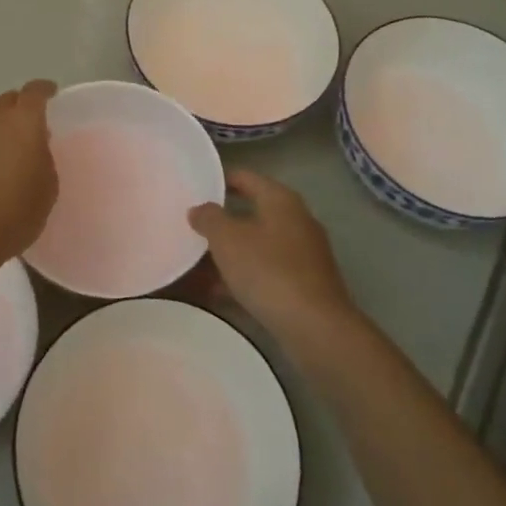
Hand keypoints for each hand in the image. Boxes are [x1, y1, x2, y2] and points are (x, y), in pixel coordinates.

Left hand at [0, 80, 58, 267]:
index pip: (35, 92)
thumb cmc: (16, 211)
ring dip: (1, 126)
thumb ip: (44, 158)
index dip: (45, 90)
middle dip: (21, 105)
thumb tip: (35, 149)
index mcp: (23, 121)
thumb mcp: (48, 187)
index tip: (52, 93)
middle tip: (34, 123)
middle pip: (8, 100)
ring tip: (13, 146)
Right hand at [189, 170, 352, 341]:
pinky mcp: (303, 284)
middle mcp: (296, 221)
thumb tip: (199, 209)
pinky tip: (215, 291)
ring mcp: (302, 255)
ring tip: (195, 261)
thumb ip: (209, 218)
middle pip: (251, 212)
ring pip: (256, 246)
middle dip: (221, 221)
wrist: (315, 327)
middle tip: (190, 226)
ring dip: (228, 252)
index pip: (246, 178)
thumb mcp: (227, 239)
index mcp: (281, 200)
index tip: (194, 187)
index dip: (219, 180)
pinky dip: (241, 277)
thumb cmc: (268, 270)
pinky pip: (264, 272)